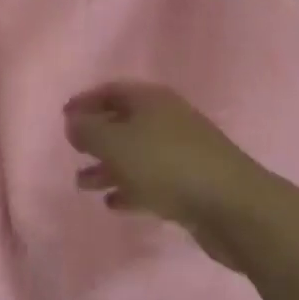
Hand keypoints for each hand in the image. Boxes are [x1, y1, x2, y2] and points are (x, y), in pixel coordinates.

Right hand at [64, 82, 287, 268]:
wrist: (235, 208)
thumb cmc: (166, 165)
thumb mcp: (114, 143)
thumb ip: (86, 130)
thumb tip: (73, 123)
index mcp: (151, 100)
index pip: (110, 91)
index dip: (85, 101)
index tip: (64, 116)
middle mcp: (168, 120)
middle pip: (124, 123)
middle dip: (96, 138)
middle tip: (73, 151)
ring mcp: (183, 153)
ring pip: (136, 155)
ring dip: (108, 168)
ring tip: (83, 185)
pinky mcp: (193, 184)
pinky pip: (153, 182)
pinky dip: (130, 189)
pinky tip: (113, 204)